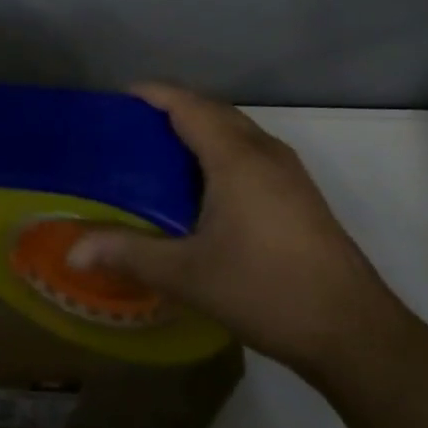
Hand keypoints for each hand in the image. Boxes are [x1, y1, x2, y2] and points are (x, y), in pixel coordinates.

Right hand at [68, 85, 418, 383]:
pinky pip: (251, 152)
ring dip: (200, 129)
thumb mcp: (187, 274)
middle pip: (214, 111)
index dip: (153, 94)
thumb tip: (72, 250)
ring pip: (237, 132)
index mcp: (236, 157)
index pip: (188, 105)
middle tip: (132, 128)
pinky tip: (205, 187)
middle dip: (173, 108)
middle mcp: (264, 152)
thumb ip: (128, 254)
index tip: (119, 97)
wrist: (354, 333)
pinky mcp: (301, 196)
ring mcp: (289, 173)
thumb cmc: (266, 290)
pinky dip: (221, 151)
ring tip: (162, 152)